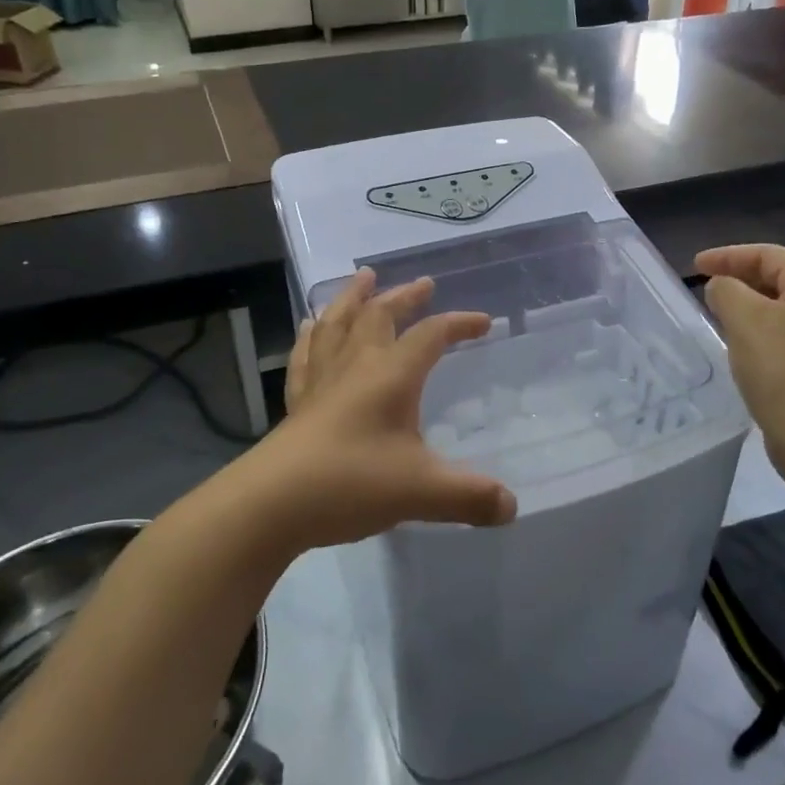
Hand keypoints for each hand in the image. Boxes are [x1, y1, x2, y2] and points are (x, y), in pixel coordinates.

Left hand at [250, 270, 515, 551]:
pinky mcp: (297, 403)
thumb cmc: (352, 483)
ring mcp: (322, 381)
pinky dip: (311, 336)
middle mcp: (356, 367)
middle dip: (405, 297)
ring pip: (338, 324)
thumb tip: (512, 507)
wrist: (272, 503)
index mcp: (390, 375)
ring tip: (363, 278)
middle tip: (424, 283)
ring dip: (354, 298)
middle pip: (380, 316)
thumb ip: (471, 496)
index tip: (483, 322)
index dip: (459, 324)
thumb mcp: (422, 492)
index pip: (431, 335)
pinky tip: (309, 326)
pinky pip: (305, 356)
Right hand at [695, 245, 784, 445]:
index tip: (695, 266)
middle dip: (739, 278)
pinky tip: (738, 346)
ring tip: (715, 314)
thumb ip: (726, 291)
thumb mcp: (745, 320)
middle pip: (779, 278)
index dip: (729, 255)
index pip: (770, 255)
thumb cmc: (783, 371)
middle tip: (703, 287)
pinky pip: (784, 334)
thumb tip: (721, 288)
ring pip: (781, 308)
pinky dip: (758, 331)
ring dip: (747, 306)